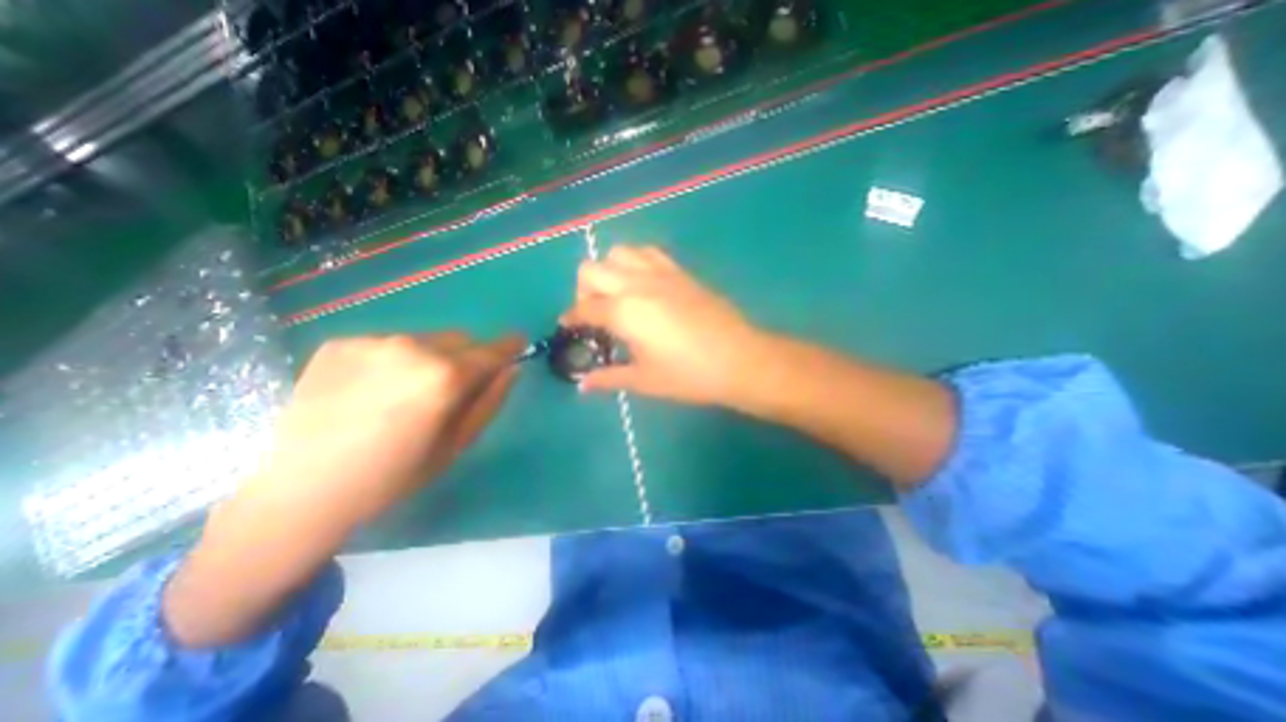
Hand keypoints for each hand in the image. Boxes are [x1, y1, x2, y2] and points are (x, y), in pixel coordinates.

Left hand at [242, 329, 523, 523]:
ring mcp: (373, 342)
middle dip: (468, 356)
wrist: (301, 489)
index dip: (509, 346)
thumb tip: (511, 370)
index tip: (519, 344)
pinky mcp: (341, 343)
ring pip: (425, 340)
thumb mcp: (456, 445)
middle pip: (461, 339)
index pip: (492, 350)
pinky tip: (372, 390)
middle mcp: (413, 347)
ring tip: (407, 392)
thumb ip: (490, 402)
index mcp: (445, 376)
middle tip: (453, 387)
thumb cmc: (393, 475)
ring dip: (431, 357)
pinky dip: (395, 360)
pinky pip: (388, 344)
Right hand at [562, 245, 762, 404]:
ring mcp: (660, 273)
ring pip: (619, 253)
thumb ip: (609, 378)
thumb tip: (583, 385)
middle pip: (592, 269)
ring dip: (609, 271)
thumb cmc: (689, 374)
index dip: (571, 318)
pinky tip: (644, 287)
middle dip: (584, 290)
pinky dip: (636, 263)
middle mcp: (636, 284)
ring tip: (619, 297)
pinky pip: (648, 253)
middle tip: (596, 314)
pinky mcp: (680, 272)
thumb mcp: (644, 380)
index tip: (569, 327)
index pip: (584, 308)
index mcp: (624, 312)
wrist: (738, 359)